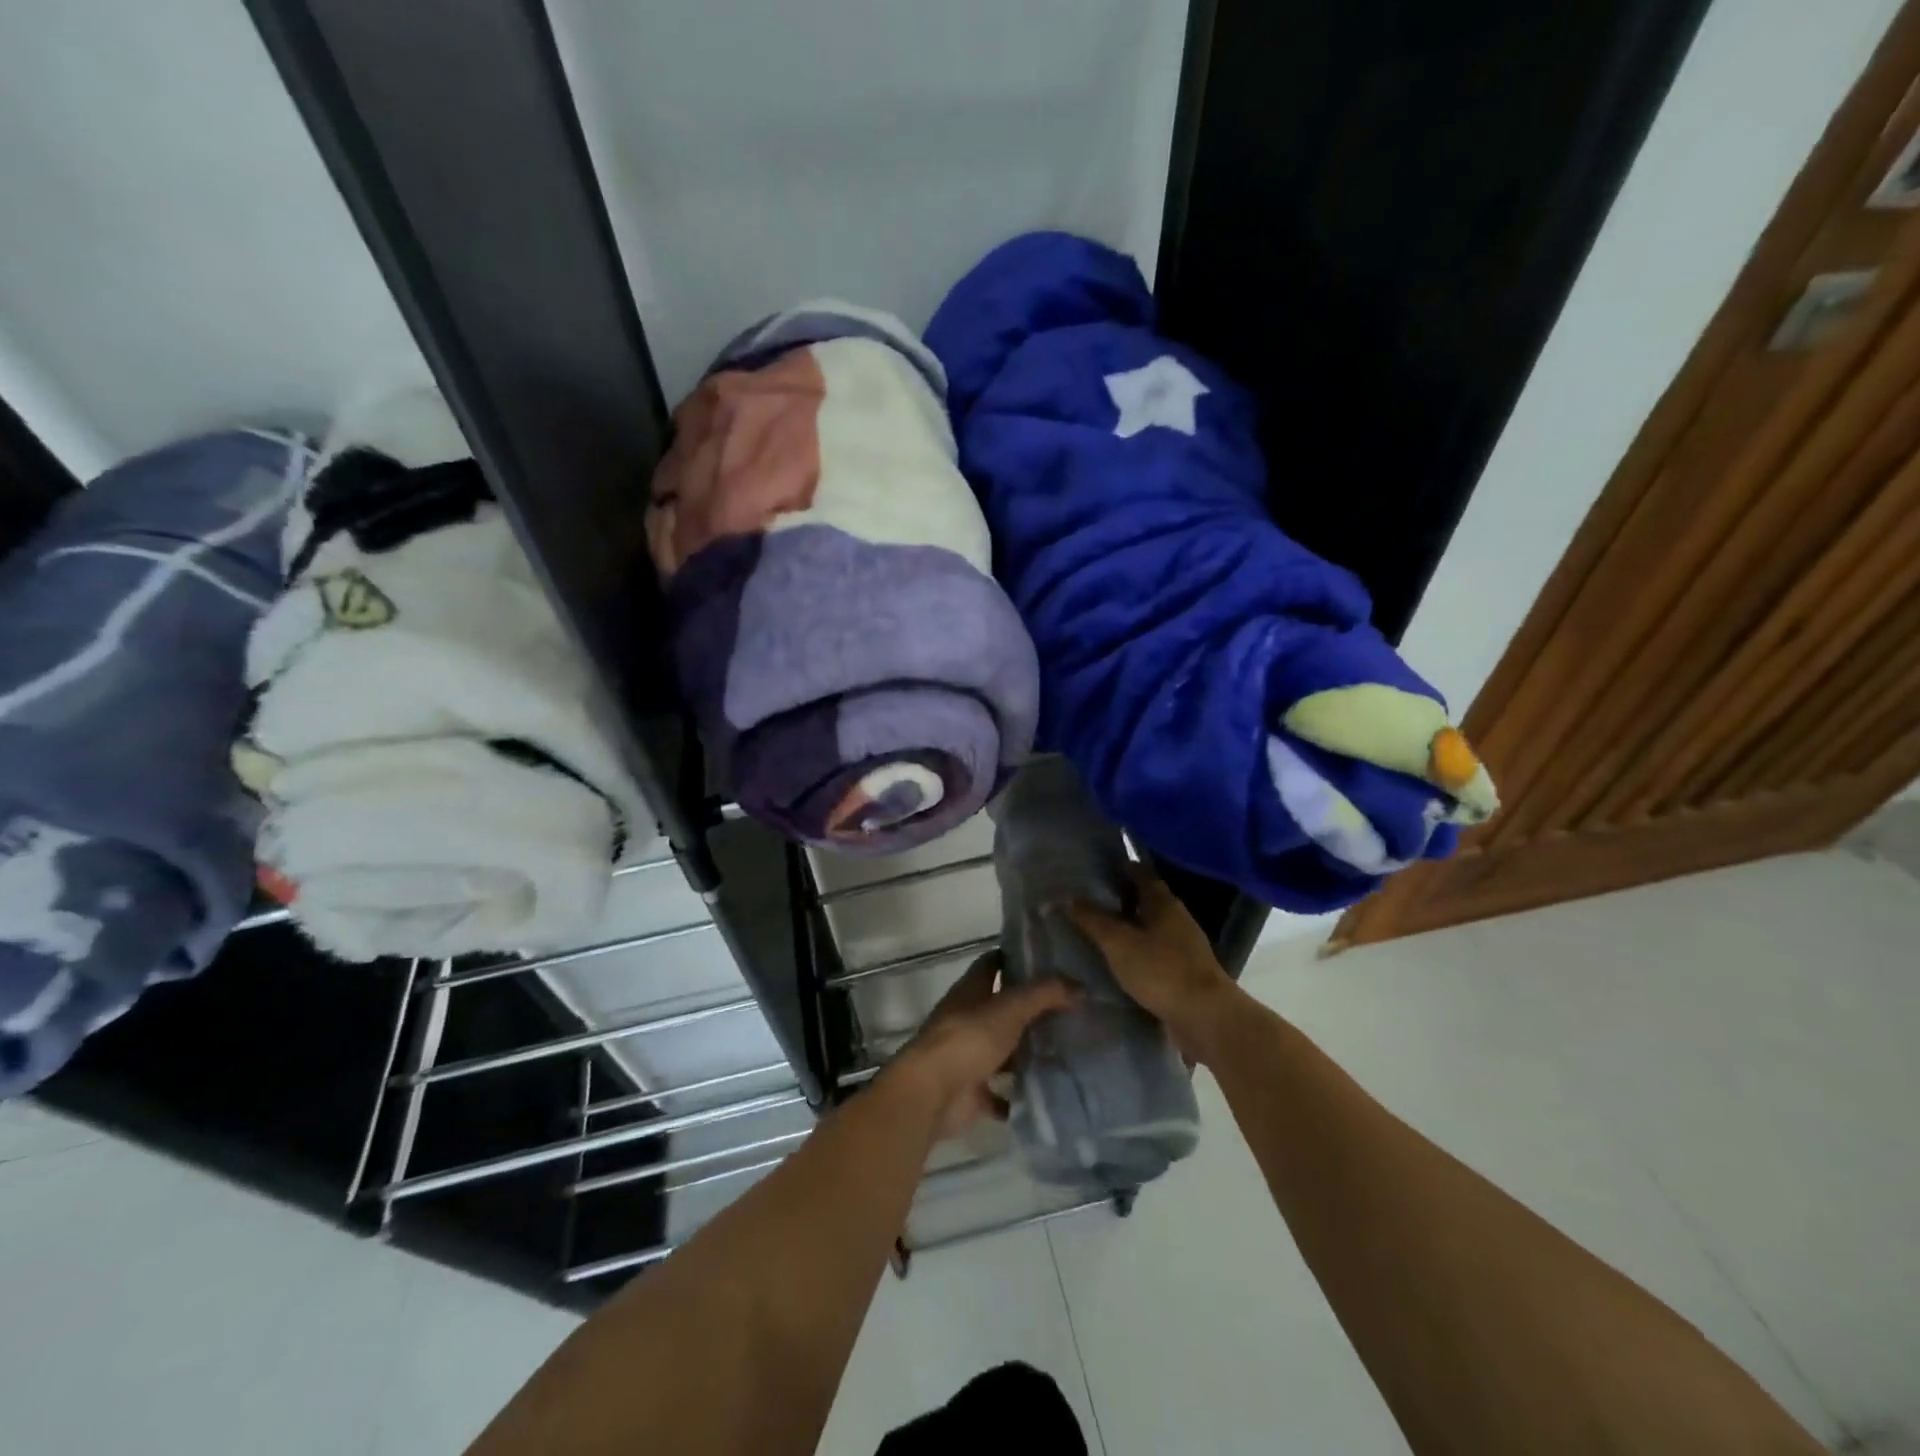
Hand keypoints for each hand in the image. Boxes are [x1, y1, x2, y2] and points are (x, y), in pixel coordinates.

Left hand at [885, 952, 1076, 1140]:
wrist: (932, 1094)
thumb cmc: (968, 1040)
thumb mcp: (1010, 1008)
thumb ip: (1044, 995)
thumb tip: (1080, 986)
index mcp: (970, 991)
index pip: (992, 963)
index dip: (1015, 958)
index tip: (1048, 959)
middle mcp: (966, 1019)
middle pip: (1001, 1008)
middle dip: (1030, 1009)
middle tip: (1070, 1009)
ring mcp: (967, 1056)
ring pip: (1002, 1050)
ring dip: (1025, 1052)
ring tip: (1066, 1051)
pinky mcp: (971, 1091)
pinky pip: (999, 1092)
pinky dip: (1017, 1095)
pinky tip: (1045, 1094)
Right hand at [1065, 865, 1242, 1060]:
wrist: (1205, 1018)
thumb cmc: (1161, 970)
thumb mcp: (1118, 942)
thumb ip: (1091, 919)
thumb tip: (1065, 897)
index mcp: (1163, 902)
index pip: (1140, 873)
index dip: (1119, 867)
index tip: (1094, 867)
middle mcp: (1176, 919)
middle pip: (1144, 900)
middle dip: (1118, 899)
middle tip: (1086, 900)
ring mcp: (1182, 947)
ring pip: (1148, 928)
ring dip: (1126, 927)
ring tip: (1095, 931)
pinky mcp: (1182, 972)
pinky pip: (1153, 953)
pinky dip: (1134, 952)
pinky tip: (1115, 961)